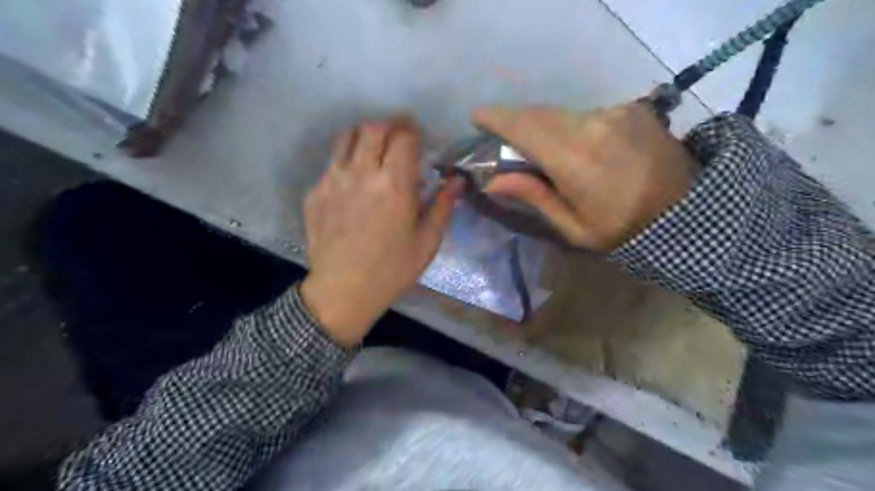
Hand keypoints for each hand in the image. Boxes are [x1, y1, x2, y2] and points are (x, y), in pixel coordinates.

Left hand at [302, 117, 460, 347]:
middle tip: (397, 136)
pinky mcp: (315, 192)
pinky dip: (346, 160)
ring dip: (364, 135)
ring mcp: (333, 180)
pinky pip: (332, 162)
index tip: (418, 133)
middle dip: (389, 124)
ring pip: (346, 136)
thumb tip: (457, 181)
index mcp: (394, 185)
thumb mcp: (427, 242)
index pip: (403, 137)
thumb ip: (443, 206)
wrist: (342, 291)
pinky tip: (354, 180)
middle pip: (373, 127)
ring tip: (373, 149)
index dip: (412, 128)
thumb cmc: (392, 270)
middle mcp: (362, 174)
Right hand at [472, 101, 698, 251]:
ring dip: (544, 125)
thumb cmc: (623, 230)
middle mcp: (592, 126)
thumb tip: (493, 181)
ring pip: (562, 113)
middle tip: (505, 139)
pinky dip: (570, 125)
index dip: (497, 119)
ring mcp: (614, 113)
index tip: (477, 117)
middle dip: (517, 122)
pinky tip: (576, 146)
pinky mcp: (630, 109)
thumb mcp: (574, 227)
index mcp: (574, 161)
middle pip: (540, 115)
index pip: (525, 128)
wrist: (688, 212)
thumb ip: (534, 197)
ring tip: (541, 148)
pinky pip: (586, 113)